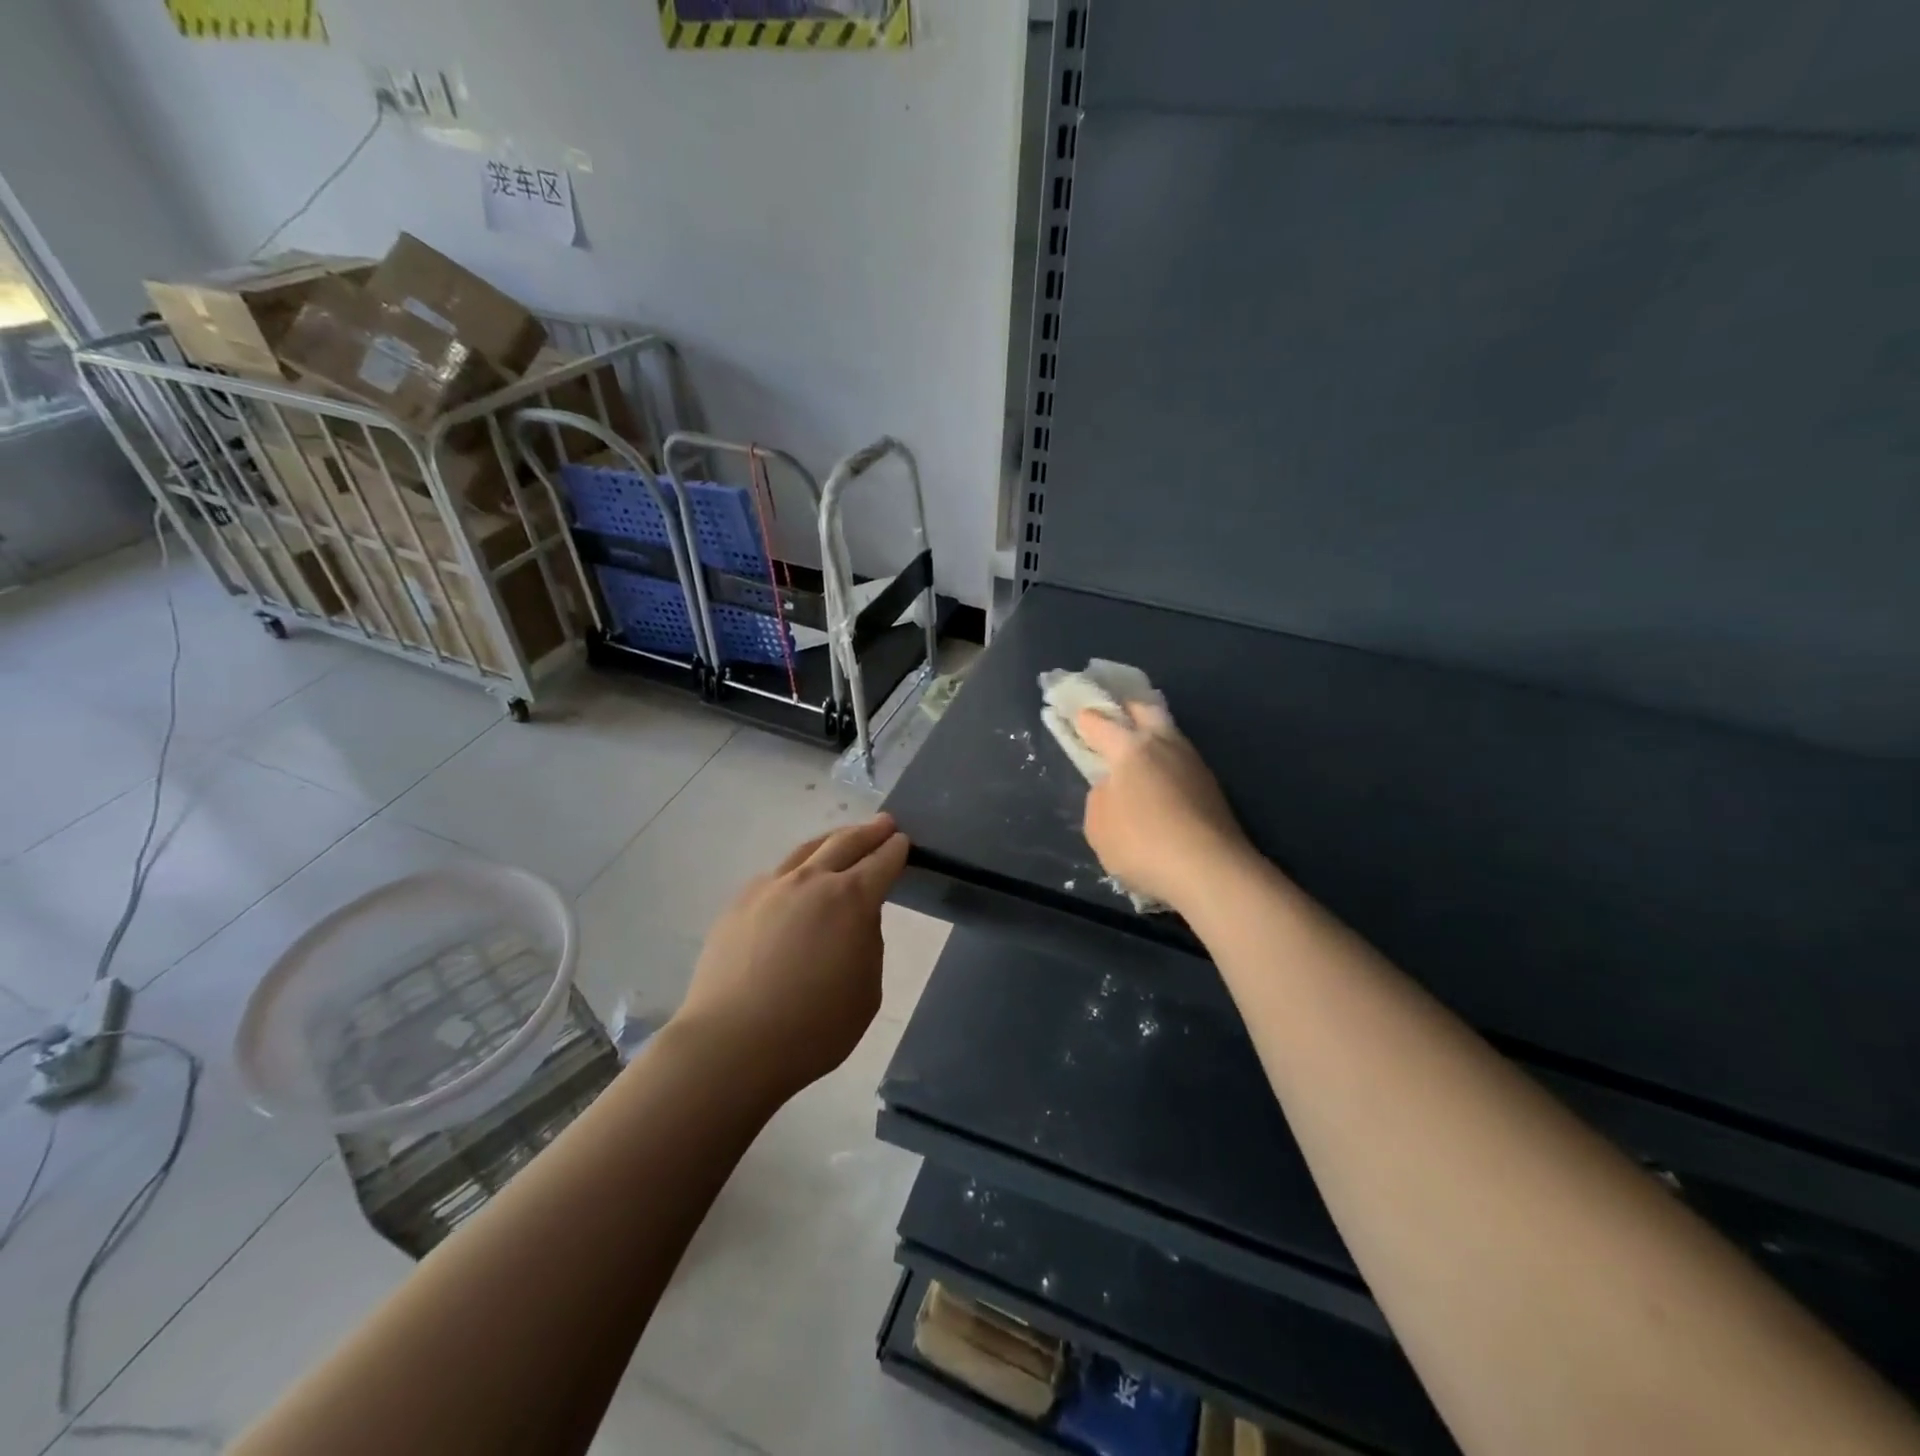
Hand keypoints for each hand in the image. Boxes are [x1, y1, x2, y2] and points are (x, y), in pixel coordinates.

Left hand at [672, 814, 909, 1097]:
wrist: (732, 1044)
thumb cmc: (814, 1027)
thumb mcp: (867, 991)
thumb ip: (867, 943)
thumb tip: (854, 921)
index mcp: (851, 899)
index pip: (882, 862)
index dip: (896, 850)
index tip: (903, 841)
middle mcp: (811, 881)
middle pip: (845, 843)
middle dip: (869, 832)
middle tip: (884, 823)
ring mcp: (771, 888)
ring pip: (807, 850)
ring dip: (831, 840)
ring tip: (841, 839)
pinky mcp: (739, 903)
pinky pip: (776, 875)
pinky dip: (796, 869)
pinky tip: (796, 881)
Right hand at [1078, 703, 1252, 914]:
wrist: (1210, 870)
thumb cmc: (1142, 844)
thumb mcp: (1098, 826)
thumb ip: (1100, 798)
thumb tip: (1113, 787)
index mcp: (1131, 748)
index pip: (1102, 724)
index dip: (1087, 719)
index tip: (1079, 715)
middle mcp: (1165, 745)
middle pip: (1146, 711)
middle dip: (1128, 709)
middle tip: (1115, 715)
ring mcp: (1194, 764)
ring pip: (1169, 735)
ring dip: (1153, 736)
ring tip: (1138, 752)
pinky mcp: (1212, 788)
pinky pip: (1181, 763)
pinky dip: (1167, 764)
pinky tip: (1161, 781)